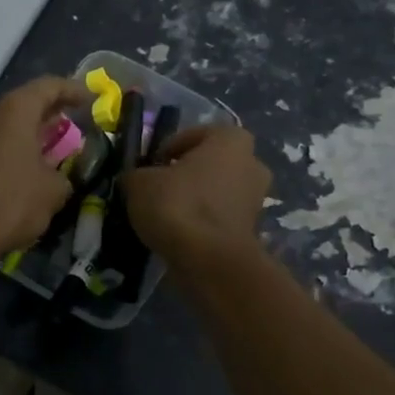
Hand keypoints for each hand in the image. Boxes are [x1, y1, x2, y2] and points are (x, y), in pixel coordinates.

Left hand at [0, 76, 91, 269]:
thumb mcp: (54, 191)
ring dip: (34, 134)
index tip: (92, 99)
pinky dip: (19, 150)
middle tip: (75, 123)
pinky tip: (33, 169)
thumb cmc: (11, 202)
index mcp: (14, 110)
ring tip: (58, 148)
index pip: (49, 86)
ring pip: (11, 126)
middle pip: (27, 104)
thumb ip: (64, 175)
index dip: (74, 90)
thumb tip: (59, 177)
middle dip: (52, 114)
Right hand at [122, 124, 269, 267]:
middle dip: (186, 173)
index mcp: (231, 139)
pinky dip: (202, 222)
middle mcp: (252, 163)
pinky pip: (220, 216)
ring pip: (216, 191)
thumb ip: (137, 174)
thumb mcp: (139, 182)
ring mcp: (256, 198)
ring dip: (195, 199)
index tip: (150, 167)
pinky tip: (179, 234)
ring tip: (165, 215)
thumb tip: (137, 179)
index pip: (193, 134)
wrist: (209, 260)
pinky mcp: (252, 229)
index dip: (167, 149)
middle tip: (158, 188)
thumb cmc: (177, 205)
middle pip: (210, 163)